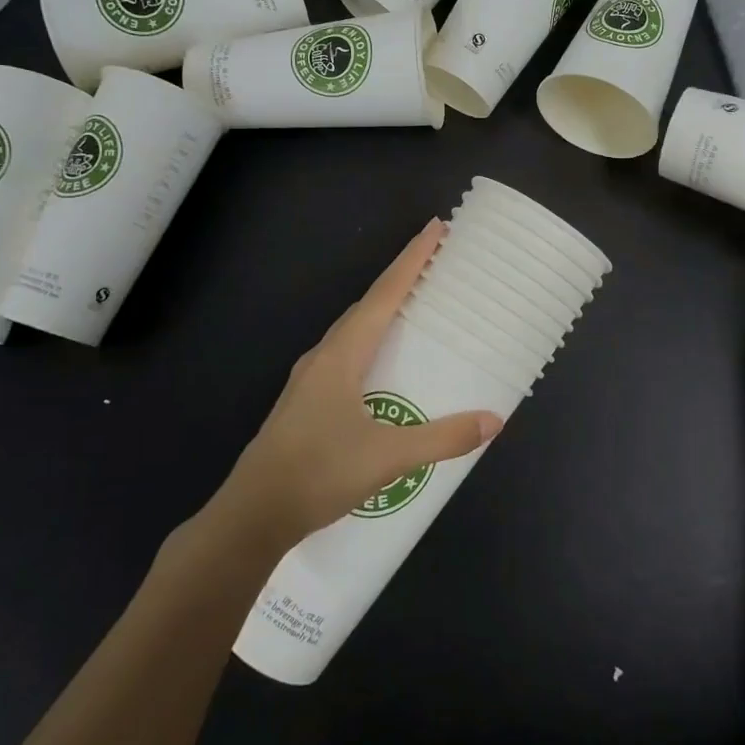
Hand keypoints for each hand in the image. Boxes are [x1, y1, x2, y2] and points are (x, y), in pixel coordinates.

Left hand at [207, 219, 502, 548]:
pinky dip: (371, 341)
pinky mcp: (305, 402)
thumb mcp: (388, 457)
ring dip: (383, 311)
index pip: (384, 294)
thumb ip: (442, 438)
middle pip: (367, 305)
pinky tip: (383, 366)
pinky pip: (346, 354)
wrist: (252, 515)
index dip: (412, 260)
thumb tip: (493, 421)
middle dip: (401, 280)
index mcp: (342, 355)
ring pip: (353, 331)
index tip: (436, 229)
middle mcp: (323, 356)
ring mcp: (309, 380)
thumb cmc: (318, 474)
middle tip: (436, 267)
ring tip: (415, 309)